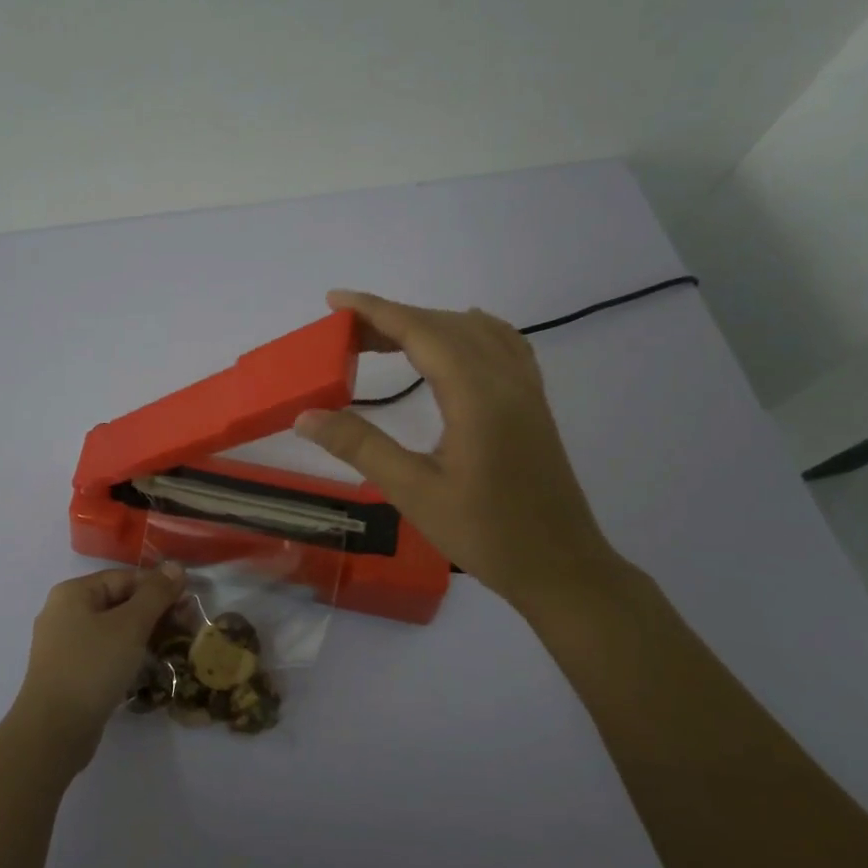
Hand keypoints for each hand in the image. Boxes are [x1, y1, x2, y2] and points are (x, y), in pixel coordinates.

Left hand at [13, 562, 186, 767]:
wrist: (54, 731)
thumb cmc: (92, 667)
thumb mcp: (131, 625)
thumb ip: (155, 594)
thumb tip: (175, 566)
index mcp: (73, 593)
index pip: (125, 578)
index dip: (159, 587)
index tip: (188, 604)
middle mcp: (64, 612)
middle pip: (119, 602)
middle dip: (154, 612)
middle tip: (186, 627)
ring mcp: (64, 644)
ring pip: (113, 629)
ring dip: (144, 634)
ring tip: (173, 646)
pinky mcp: (69, 672)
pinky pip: (105, 652)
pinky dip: (127, 654)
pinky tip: (148, 666)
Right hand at [295, 291, 628, 614]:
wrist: (560, 567)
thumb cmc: (486, 534)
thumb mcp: (414, 493)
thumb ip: (361, 447)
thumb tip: (306, 416)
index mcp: (477, 396)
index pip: (420, 332)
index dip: (375, 311)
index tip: (335, 300)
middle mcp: (505, 379)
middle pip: (444, 325)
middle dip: (392, 318)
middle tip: (344, 332)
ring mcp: (525, 389)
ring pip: (473, 331)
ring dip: (426, 325)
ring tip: (384, 339)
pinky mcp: (533, 403)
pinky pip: (501, 344)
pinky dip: (465, 331)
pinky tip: (453, 343)